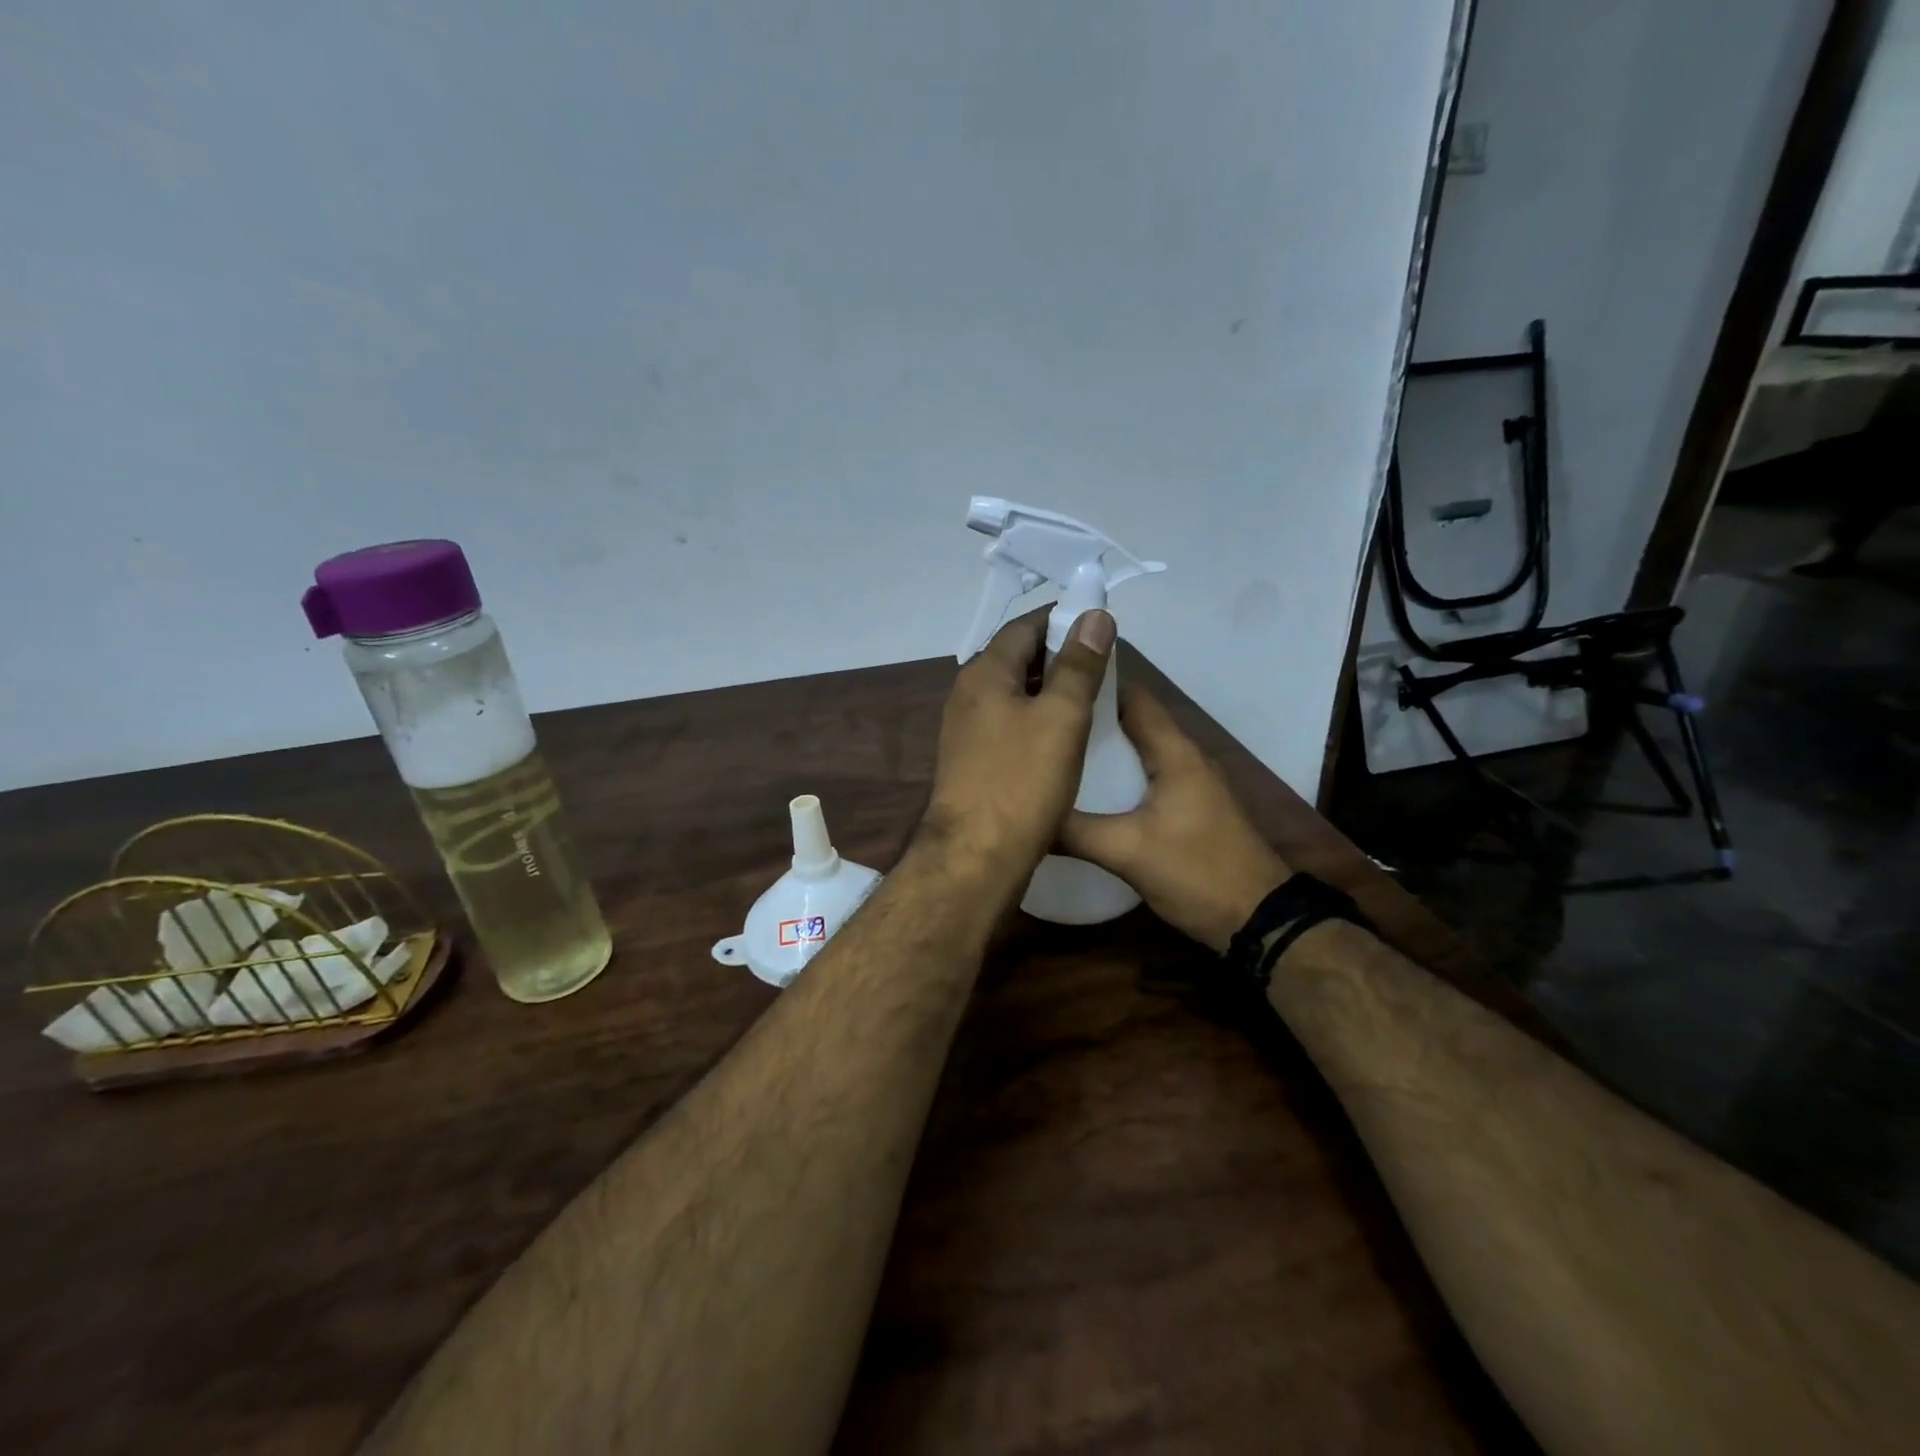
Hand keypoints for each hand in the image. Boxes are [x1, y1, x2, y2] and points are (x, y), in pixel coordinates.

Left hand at [918, 607, 1115, 897]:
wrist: (976, 856)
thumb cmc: (1021, 781)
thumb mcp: (1061, 717)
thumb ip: (1078, 665)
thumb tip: (1093, 615)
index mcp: (984, 673)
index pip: (1024, 626)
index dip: (1062, 619)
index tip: (1099, 625)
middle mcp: (968, 694)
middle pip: (1016, 658)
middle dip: (1058, 654)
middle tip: (1103, 663)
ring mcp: (966, 729)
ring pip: (1014, 693)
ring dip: (1050, 689)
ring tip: (1092, 697)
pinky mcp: (973, 760)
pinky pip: (1009, 723)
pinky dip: (1037, 719)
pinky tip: (1064, 736)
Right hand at [1059, 685, 1290, 951]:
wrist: (1259, 921)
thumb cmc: (1197, 872)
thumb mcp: (1128, 852)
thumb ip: (1074, 831)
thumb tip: (1026, 813)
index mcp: (1174, 753)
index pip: (1132, 697)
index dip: (1093, 686)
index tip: (1051, 685)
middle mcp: (1184, 758)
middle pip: (1132, 722)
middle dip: (1089, 719)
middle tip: (1043, 721)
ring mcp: (1190, 784)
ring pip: (1138, 752)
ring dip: (1102, 749)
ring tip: (1053, 752)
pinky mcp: (1188, 809)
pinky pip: (1144, 778)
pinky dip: (1116, 776)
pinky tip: (1086, 792)